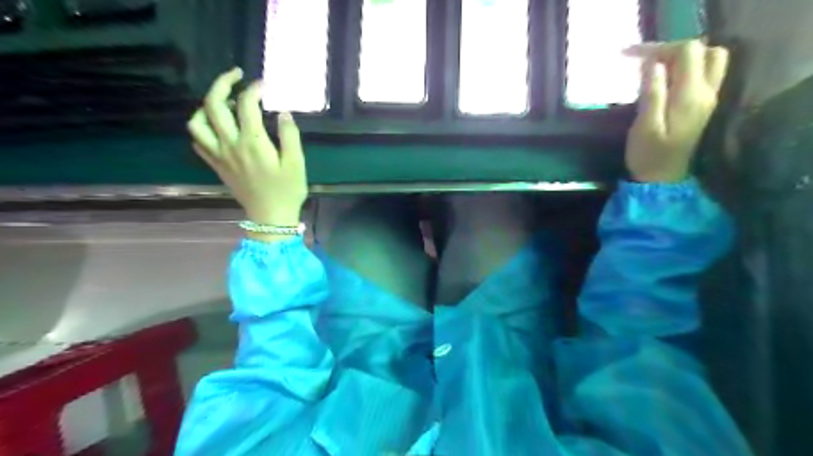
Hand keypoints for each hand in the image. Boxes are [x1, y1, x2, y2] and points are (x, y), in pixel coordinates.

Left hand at [188, 69, 307, 228]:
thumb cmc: (287, 191)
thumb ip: (289, 136)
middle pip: (213, 105)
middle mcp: (230, 145)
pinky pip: (198, 141)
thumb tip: (283, 113)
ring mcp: (219, 155)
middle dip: (222, 83)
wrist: (270, 217)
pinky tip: (217, 126)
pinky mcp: (216, 165)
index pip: (246, 105)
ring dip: (206, 106)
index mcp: (252, 143)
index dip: (254, 89)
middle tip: (236, 76)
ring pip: (197, 122)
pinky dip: (203, 127)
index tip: (264, 85)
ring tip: (223, 102)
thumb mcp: (296, 163)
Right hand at [623, 39, 730, 180]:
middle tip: (648, 62)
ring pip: (709, 62)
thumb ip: (652, 93)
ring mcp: (708, 100)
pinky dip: (686, 70)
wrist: (662, 181)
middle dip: (676, 50)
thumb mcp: (644, 126)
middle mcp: (707, 93)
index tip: (633, 57)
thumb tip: (654, 64)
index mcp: (690, 96)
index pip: (686, 52)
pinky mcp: (703, 107)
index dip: (660, 48)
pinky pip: (703, 76)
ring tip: (656, 70)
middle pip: (705, 51)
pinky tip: (664, 82)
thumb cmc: (648, 156)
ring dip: (684, 59)